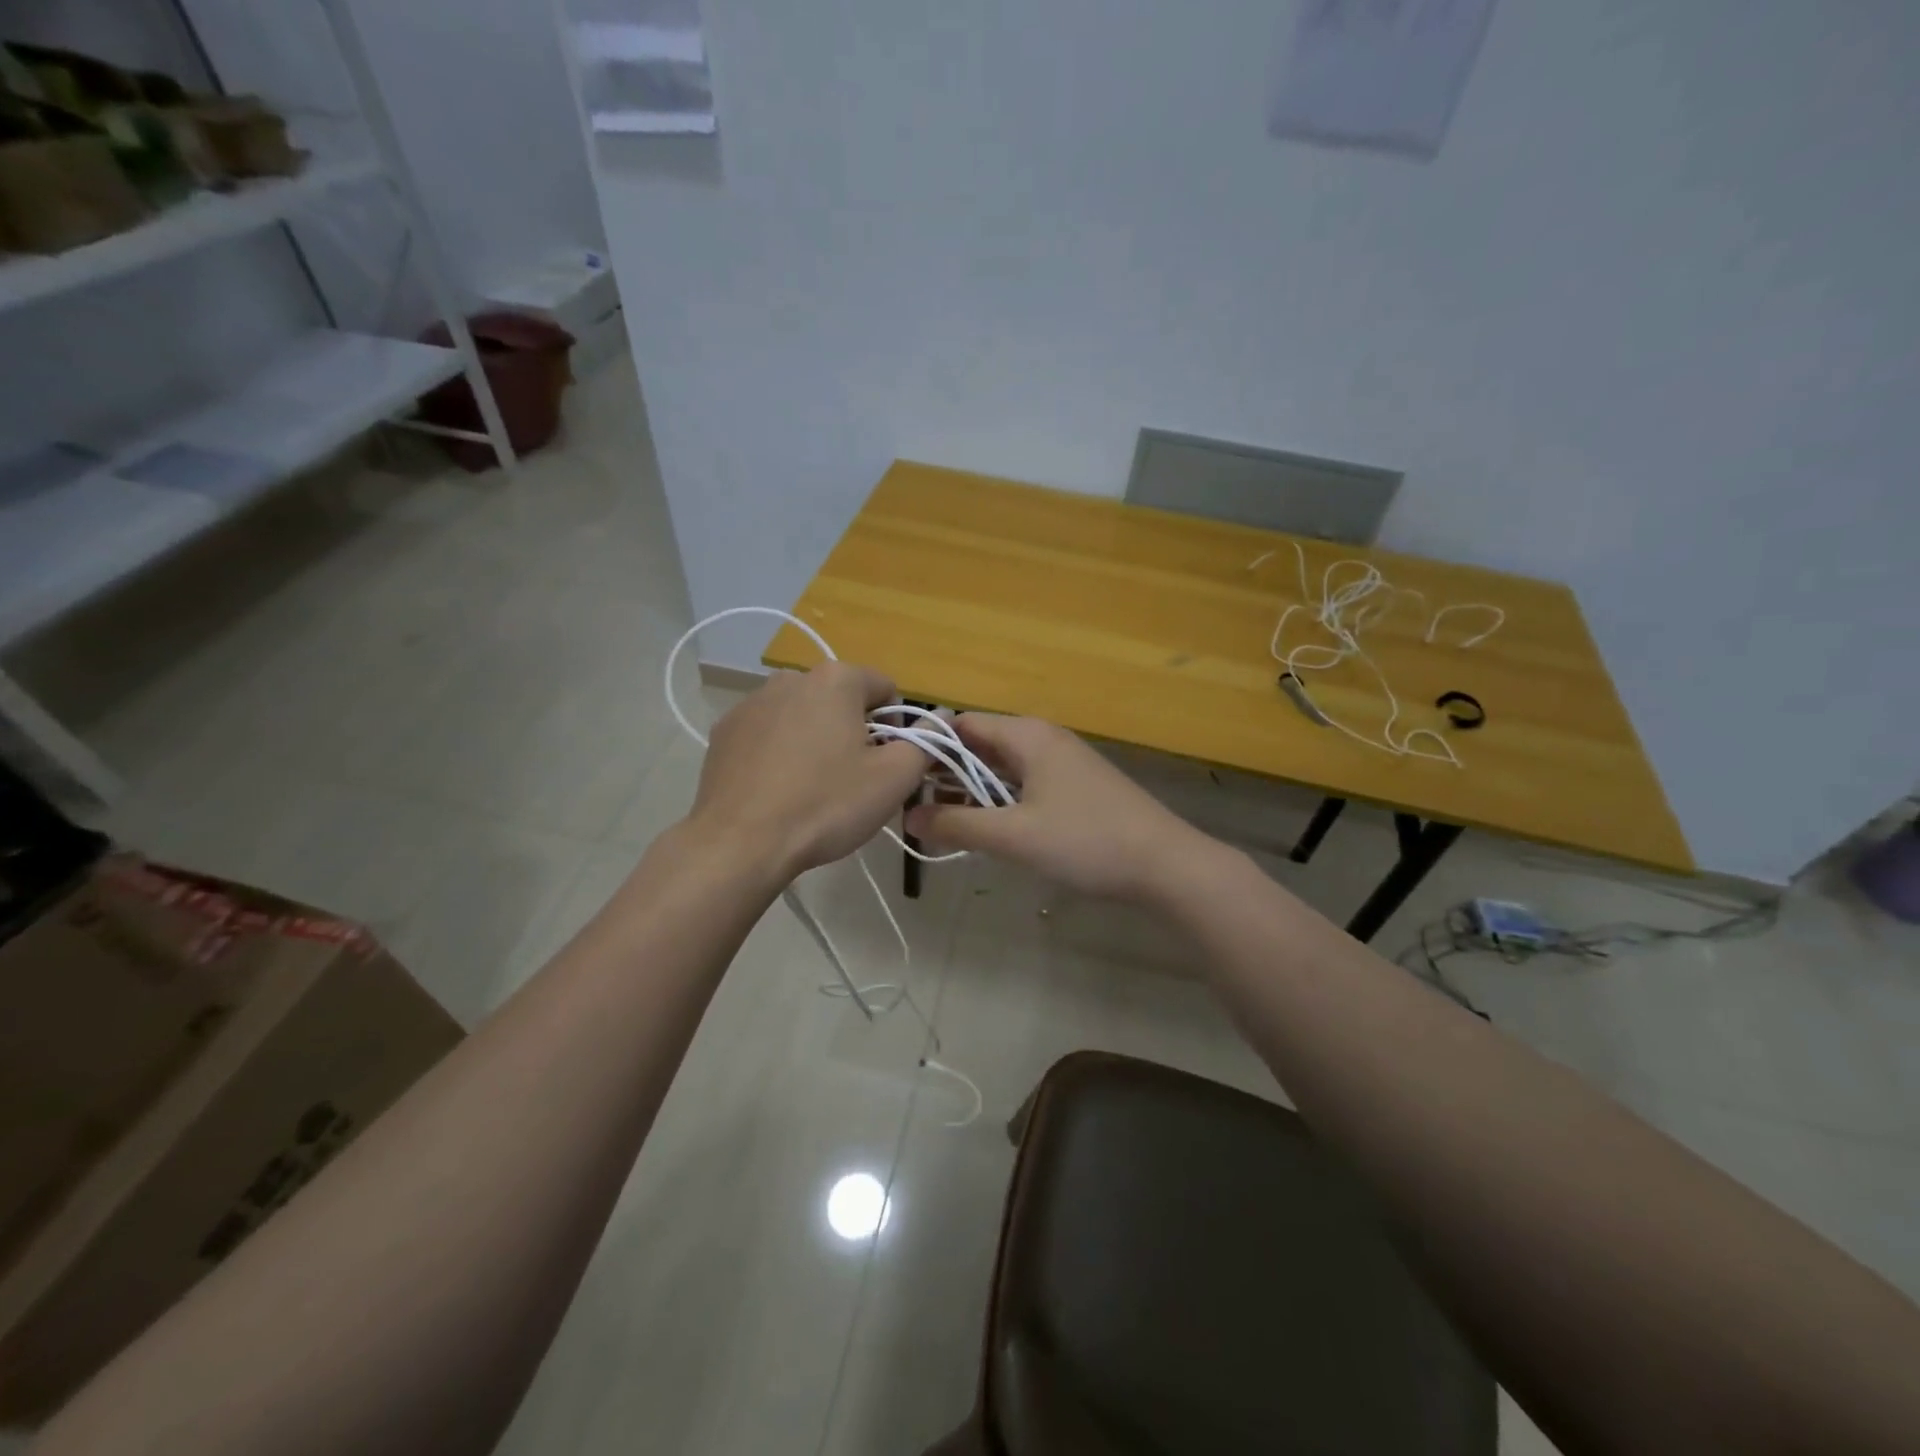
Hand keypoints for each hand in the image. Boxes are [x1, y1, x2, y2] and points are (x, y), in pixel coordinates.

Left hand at [688, 664, 926, 879]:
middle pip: (841, 701)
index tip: (886, 763)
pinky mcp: (724, 732)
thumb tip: (937, 724)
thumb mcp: (894, 779)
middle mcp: (791, 678)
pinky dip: (779, 753)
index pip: (885, 688)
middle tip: (852, 780)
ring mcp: (751, 704)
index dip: (896, 726)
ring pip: (802, 716)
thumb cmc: (826, 805)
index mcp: (836, 680)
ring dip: (815, 740)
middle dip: (853, 731)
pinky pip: (768, 734)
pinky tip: (778, 791)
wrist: (740, 843)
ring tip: (811, 789)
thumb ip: (924, 743)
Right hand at [902, 715, 1209, 900]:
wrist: (1165, 864)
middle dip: (945, 773)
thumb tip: (908, 818)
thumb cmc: (1086, 841)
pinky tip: (984, 827)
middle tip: (909, 806)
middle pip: (979, 745)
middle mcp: (1042, 738)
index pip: (961, 725)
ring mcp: (1062, 762)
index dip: (927, 748)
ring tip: (936, 821)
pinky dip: (998, 800)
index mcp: (1026, 735)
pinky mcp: (1074, 786)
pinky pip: (1022, 784)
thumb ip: (957, 825)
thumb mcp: (1014, 835)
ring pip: (1001, 768)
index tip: (897, 778)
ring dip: (970, 791)